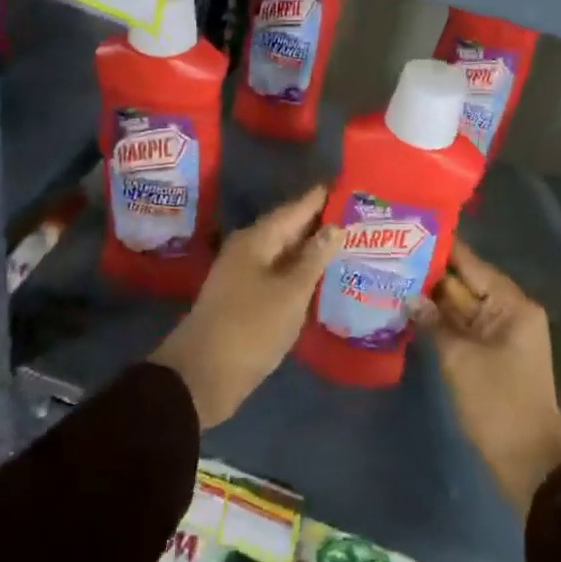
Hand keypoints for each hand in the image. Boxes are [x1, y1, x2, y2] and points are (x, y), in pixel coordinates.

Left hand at [149, 185, 339, 428]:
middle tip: (358, 216)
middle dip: (322, 223)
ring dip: (313, 249)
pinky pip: (280, 274)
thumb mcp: (290, 292)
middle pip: (290, 228)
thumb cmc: (250, 327)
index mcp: (258, 238)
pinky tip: (323, 278)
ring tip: (349, 244)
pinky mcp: (246, 298)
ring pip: (286, 253)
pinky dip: (302, 272)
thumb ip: (314, 258)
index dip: (322, 197)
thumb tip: (335, 226)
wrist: (202, 376)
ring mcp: (245, 274)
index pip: (297, 208)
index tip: (350, 185)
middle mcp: (249, 249)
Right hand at [411, 241, 560, 516]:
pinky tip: (409, 312)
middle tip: (392, 254)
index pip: (471, 264)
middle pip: (465, 283)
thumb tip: (409, 297)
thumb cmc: (499, 404)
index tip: (410, 229)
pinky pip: (462, 328)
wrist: (529, 465)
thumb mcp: (460, 360)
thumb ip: (434, 323)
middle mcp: (508, 312)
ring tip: (393, 276)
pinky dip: (440, 321)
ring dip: (432, 299)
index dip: (442, 248)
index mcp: (512, 305)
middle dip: (431, 274)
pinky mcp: (490, 355)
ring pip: (461, 306)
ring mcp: (499, 334)